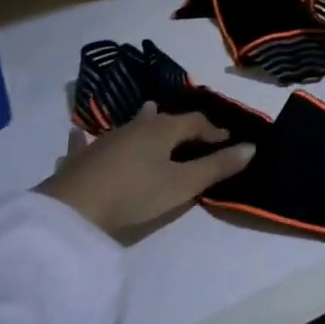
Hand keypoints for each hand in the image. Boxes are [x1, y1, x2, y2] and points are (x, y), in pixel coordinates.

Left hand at [38, 103, 256, 236]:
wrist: (73, 209)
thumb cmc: (135, 193)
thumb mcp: (183, 184)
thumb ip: (216, 166)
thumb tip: (250, 147)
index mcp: (163, 129)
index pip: (195, 122)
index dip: (214, 131)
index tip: (228, 140)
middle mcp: (135, 126)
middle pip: (163, 120)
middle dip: (181, 125)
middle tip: (194, 132)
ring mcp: (106, 139)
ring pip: (130, 125)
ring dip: (143, 122)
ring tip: (149, 114)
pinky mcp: (82, 157)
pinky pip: (86, 143)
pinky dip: (88, 139)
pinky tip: (78, 135)